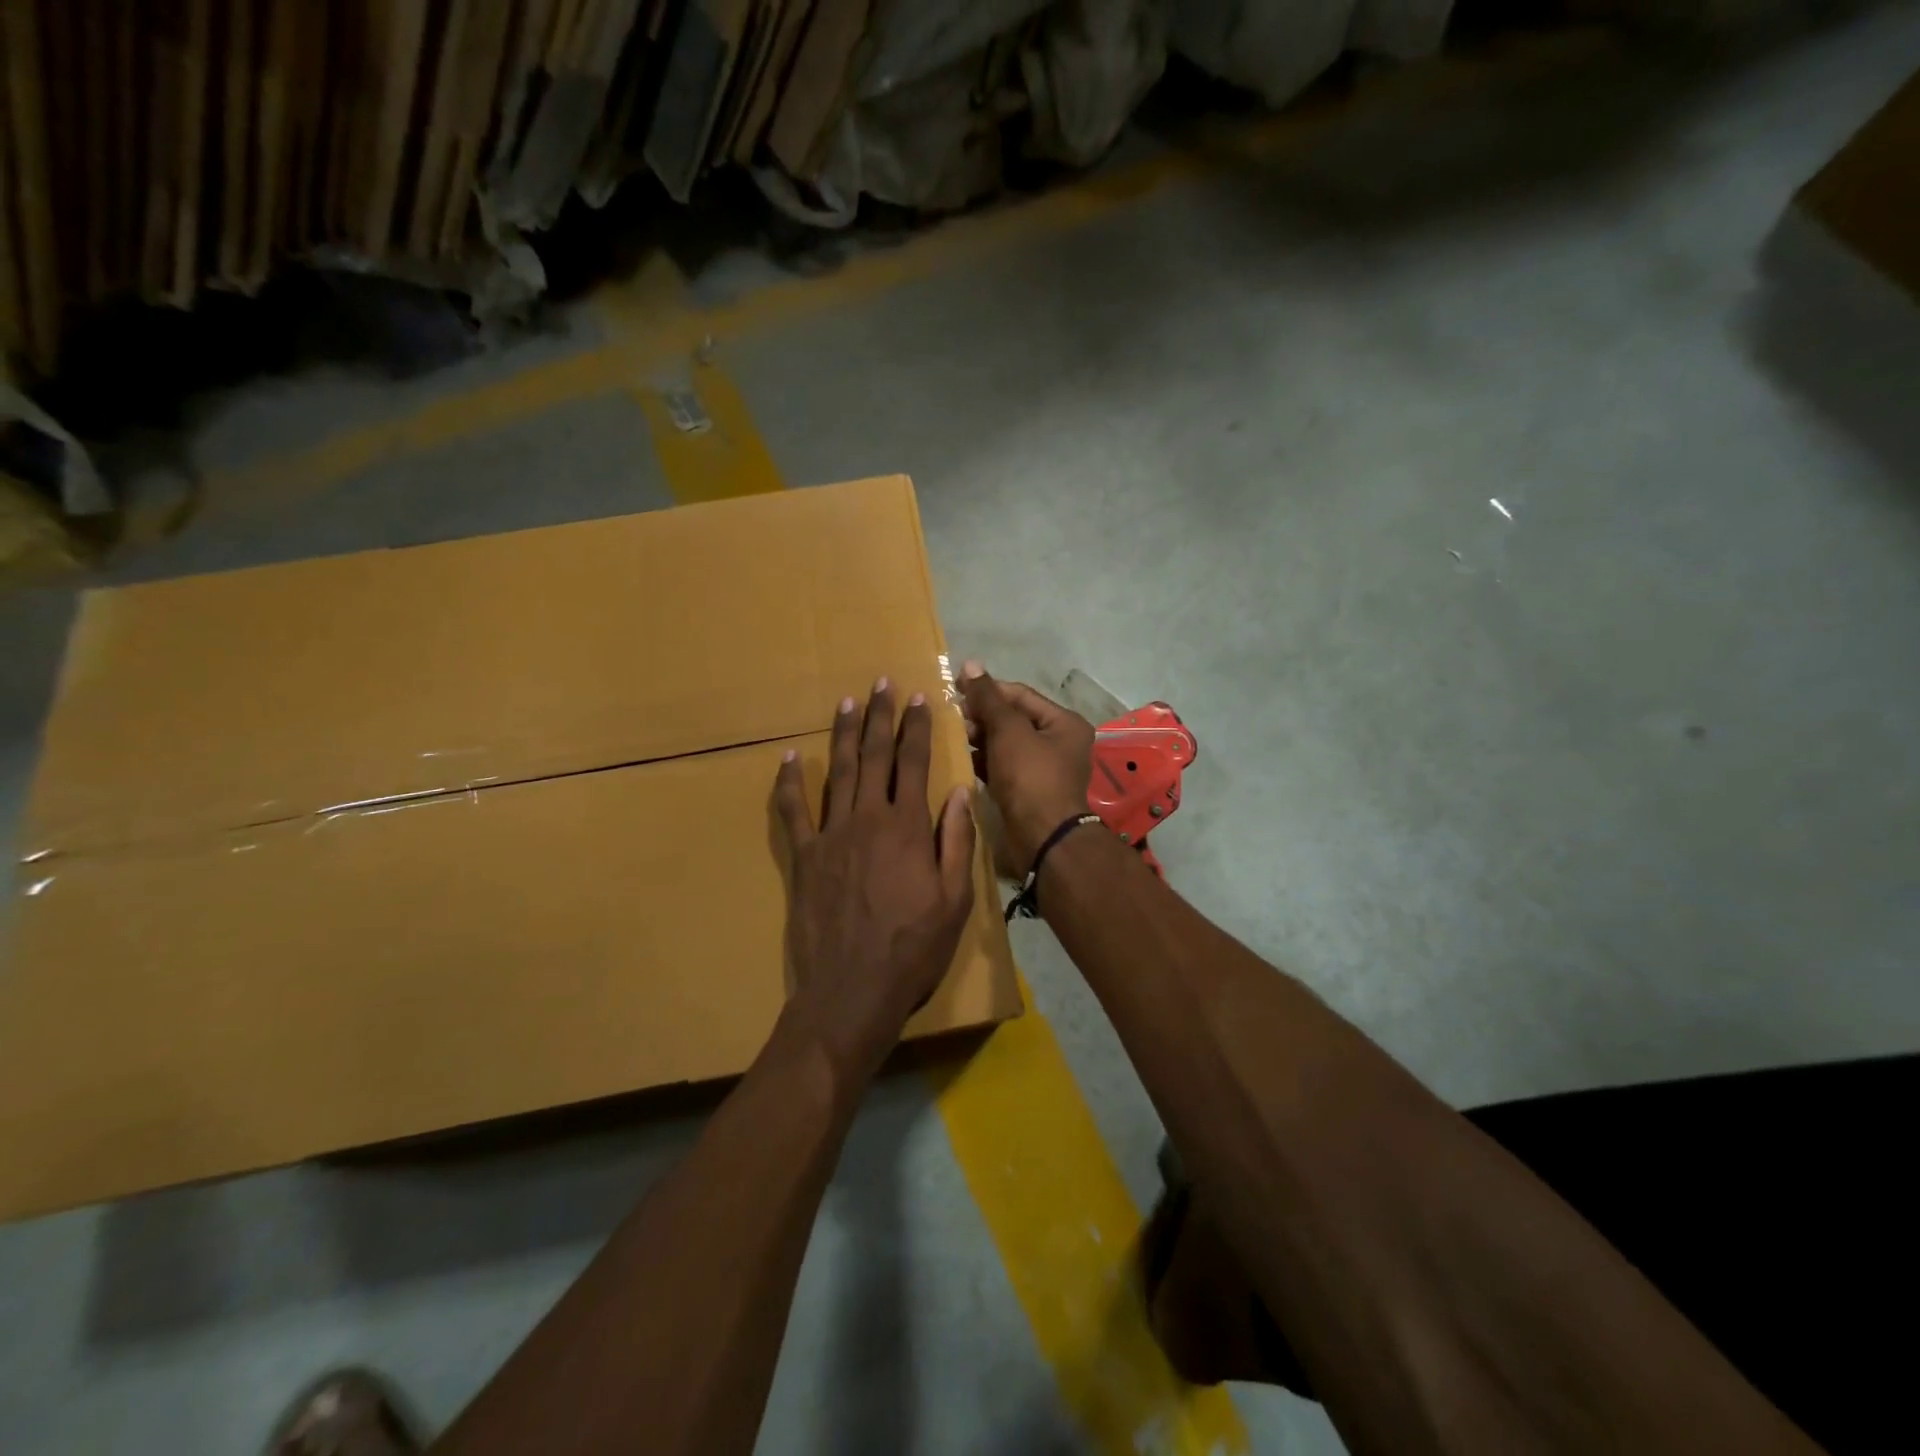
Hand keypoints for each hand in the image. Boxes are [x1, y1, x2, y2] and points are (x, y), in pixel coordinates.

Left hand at [773, 680, 976, 1089]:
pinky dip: (789, 783)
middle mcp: (868, 819)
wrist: (853, 990)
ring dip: (844, 735)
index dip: (916, 728)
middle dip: (880, 717)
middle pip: (875, 757)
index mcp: (908, 827)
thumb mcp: (955, 899)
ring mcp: (831, 835)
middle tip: (882, 683)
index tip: (918, 698)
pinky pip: (793, 812)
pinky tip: (789, 758)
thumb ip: (956, 841)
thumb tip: (958, 792)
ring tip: (847, 703)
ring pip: (839, 773)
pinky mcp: (804, 857)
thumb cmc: (914, 948)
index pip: (914, 763)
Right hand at [957, 661, 1094, 872]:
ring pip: (1006, 744)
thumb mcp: (1008, 731)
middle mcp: (1058, 742)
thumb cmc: (1030, 777)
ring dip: (980, 738)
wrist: (1042, 838)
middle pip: (1013, 719)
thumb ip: (988, 698)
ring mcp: (1043, 769)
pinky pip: (1003, 766)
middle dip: (982, 716)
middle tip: (950, 715)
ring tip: (950, 735)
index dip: (988, 689)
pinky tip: (960, 758)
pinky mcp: (1027, 790)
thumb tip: (971, 664)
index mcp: (1064, 722)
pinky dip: (983, 761)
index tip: (955, 686)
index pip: (1020, 695)